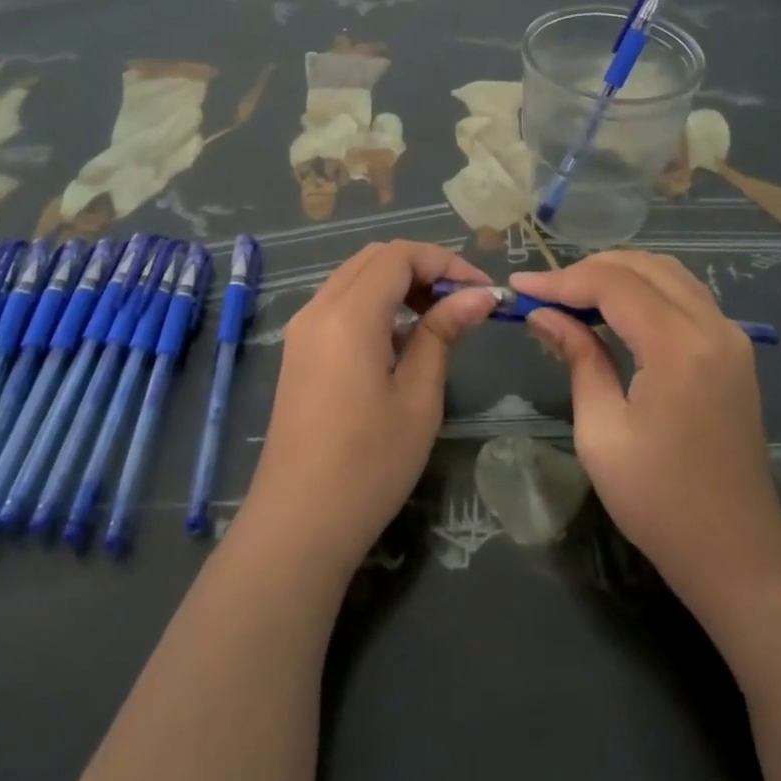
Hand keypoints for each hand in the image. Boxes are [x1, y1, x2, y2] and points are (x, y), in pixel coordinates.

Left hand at [240, 241, 497, 574]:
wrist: (298, 525)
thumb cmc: (369, 465)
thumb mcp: (418, 397)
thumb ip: (443, 333)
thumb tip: (478, 295)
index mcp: (348, 315)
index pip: (399, 255)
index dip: (445, 262)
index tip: (482, 291)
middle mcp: (318, 309)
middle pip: (375, 258)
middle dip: (423, 267)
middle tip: (461, 301)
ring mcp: (302, 330)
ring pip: (355, 277)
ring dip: (399, 283)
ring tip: (438, 318)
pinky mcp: (299, 352)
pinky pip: (340, 304)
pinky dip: (375, 303)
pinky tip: (401, 340)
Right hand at [512, 253, 780, 617]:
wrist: (736, 551)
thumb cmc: (659, 500)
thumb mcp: (602, 431)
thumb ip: (578, 358)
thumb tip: (544, 314)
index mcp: (679, 348)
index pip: (614, 284)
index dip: (562, 280)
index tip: (520, 288)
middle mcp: (713, 327)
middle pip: (644, 267)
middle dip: (588, 270)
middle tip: (544, 292)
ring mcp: (731, 336)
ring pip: (668, 273)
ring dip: (618, 275)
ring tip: (573, 296)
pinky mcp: (734, 349)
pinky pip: (685, 295)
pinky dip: (645, 290)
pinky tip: (615, 310)